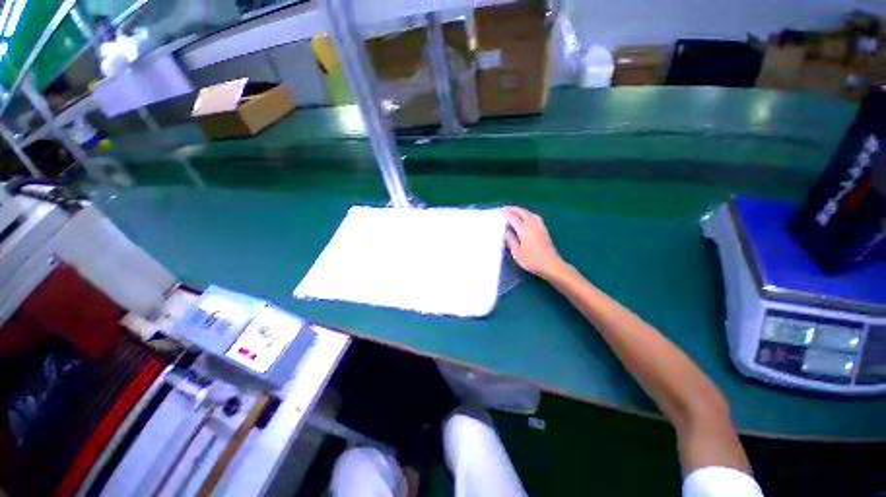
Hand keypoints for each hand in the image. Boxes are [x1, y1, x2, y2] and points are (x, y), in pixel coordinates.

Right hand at [502, 206, 566, 279]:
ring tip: (514, 211)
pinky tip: (526, 217)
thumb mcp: (517, 252)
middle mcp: (532, 224)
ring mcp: (540, 226)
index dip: (506, 213)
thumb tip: (506, 231)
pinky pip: (534, 216)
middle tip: (505, 209)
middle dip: (513, 209)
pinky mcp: (544, 230)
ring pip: (529, 213)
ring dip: (521, 210)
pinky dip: (527, 213)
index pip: (513, 217)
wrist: (551, 265)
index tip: (499, 211)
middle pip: (522, 212)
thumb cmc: (532, 260)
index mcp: (524, 229)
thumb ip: (510, 240)